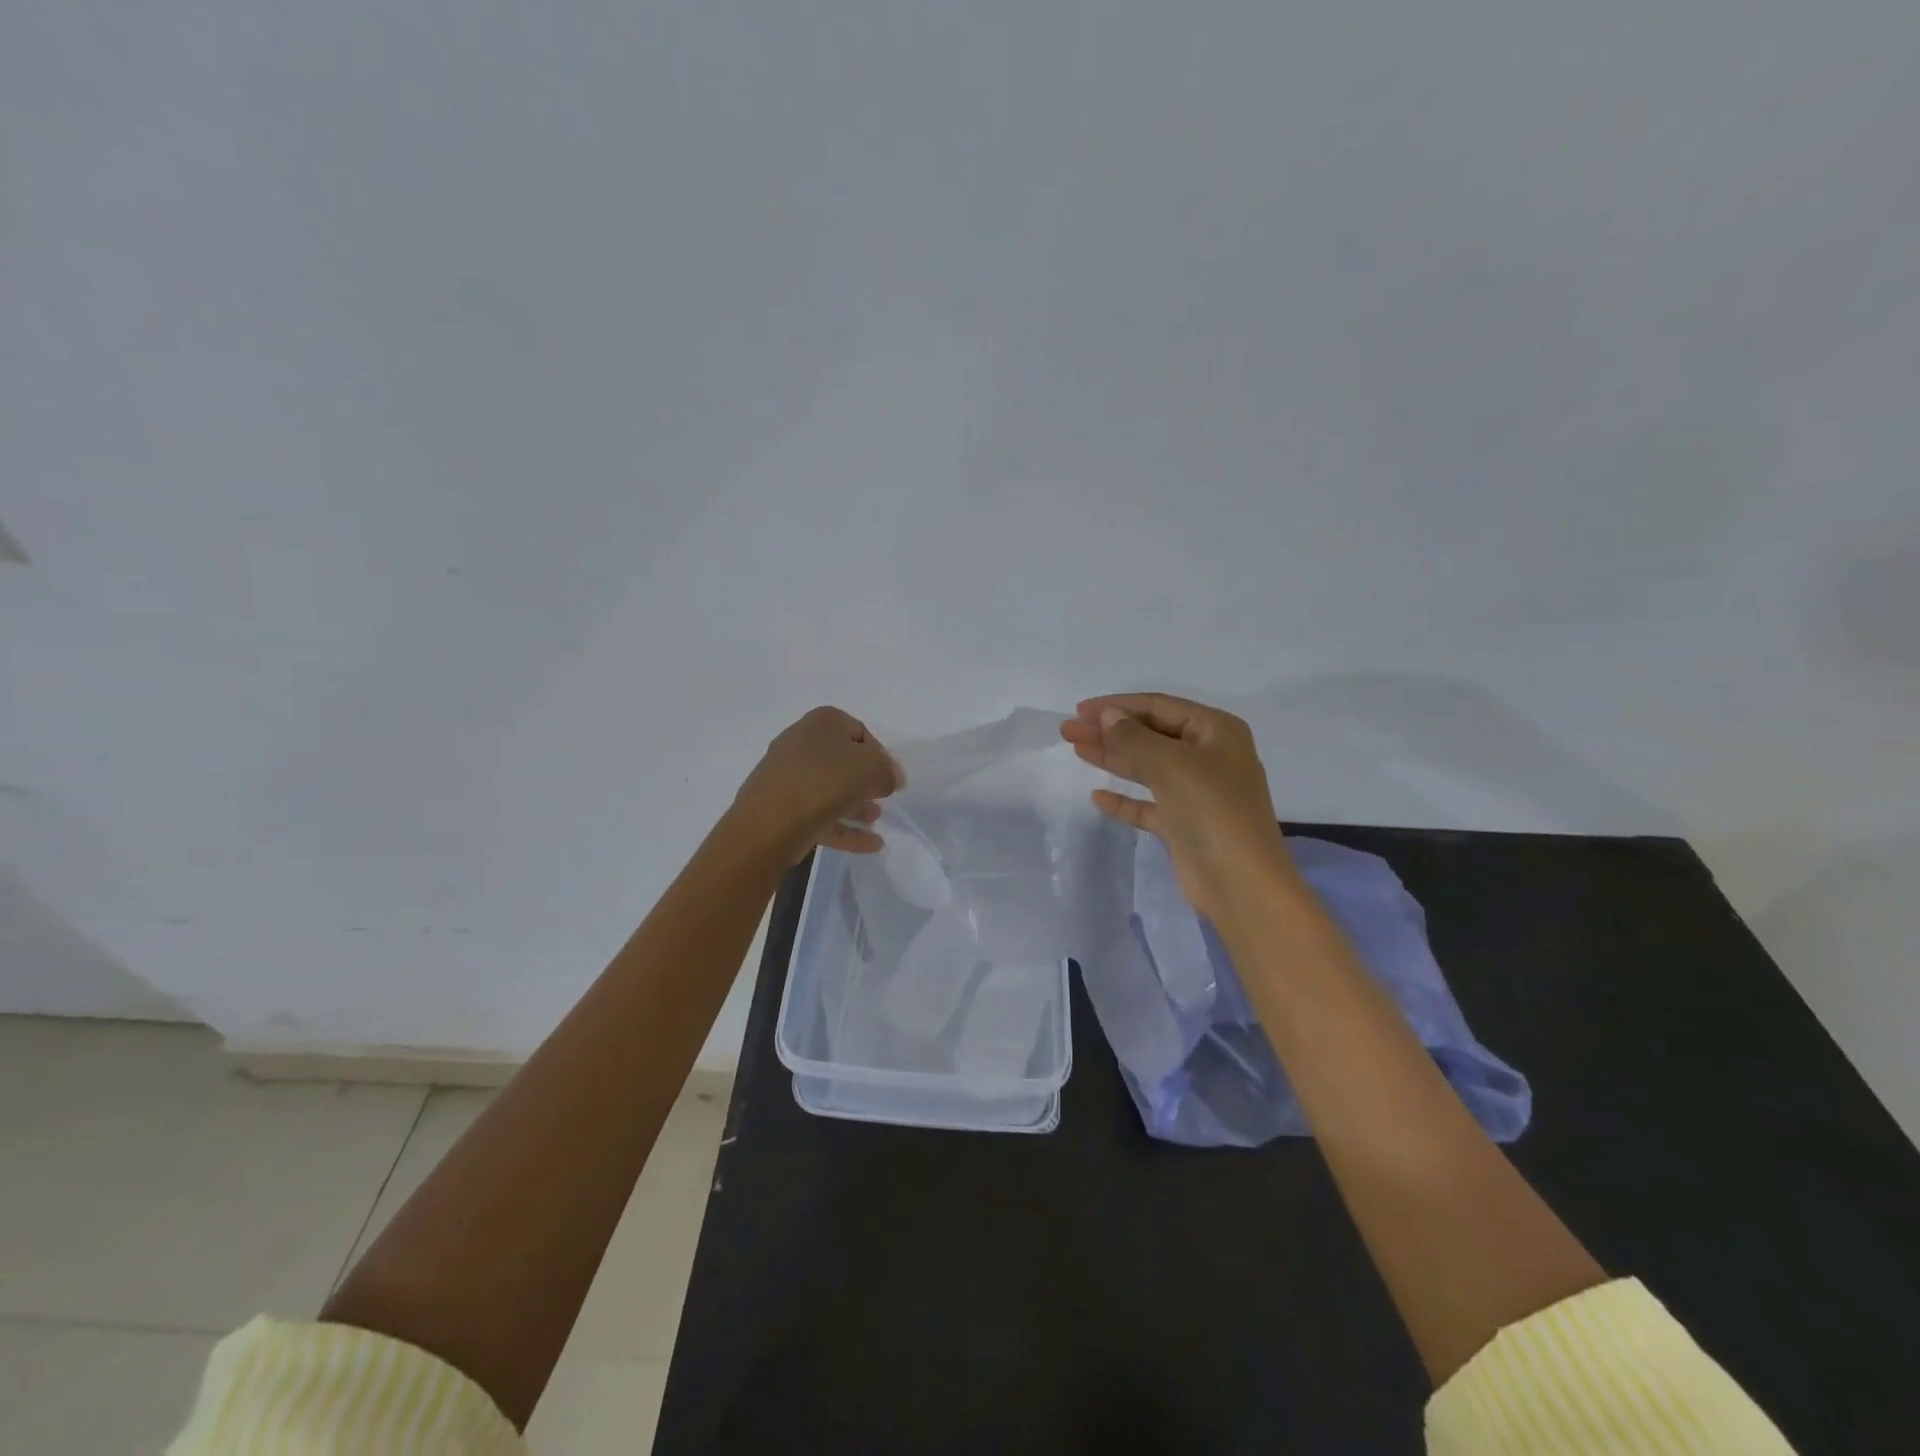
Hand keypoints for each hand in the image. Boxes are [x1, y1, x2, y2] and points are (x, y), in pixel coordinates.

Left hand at [730, 706, 904, 863]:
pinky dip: (845, 827)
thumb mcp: (872, 767)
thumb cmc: (826, 781)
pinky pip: (820, 815)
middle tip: (883, 798)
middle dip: (866, 781)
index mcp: (822, 722)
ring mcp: (788, 777)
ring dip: (856, 805)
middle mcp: (801, 743)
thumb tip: (890, 778)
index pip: (860, 731)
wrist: (770, 822)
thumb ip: (888, 770)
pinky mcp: (781, 808)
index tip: (892, 779)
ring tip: (876, 821)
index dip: (881, 755)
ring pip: (830, 789)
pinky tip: (871, 845)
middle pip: (842, 761)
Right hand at [1060, 693, 1298, 922]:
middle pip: (1151, 735)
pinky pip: (1148, 804)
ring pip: (1147, 767)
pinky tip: (1097, 797)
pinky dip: (1124, 799)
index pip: (1159, 706)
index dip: (1118, 705)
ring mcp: (1197, 792)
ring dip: (1113, 758)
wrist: (1240, 883)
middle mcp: (1209, 756)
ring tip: (1076, 750)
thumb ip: (1134, 737)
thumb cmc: (1211, 810)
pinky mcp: (1184, 824)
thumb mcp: (1171, 763)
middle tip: (1068, 731)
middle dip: (1109, 731)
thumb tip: (1109, 716)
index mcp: (1217, 731)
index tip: (1080, 710)